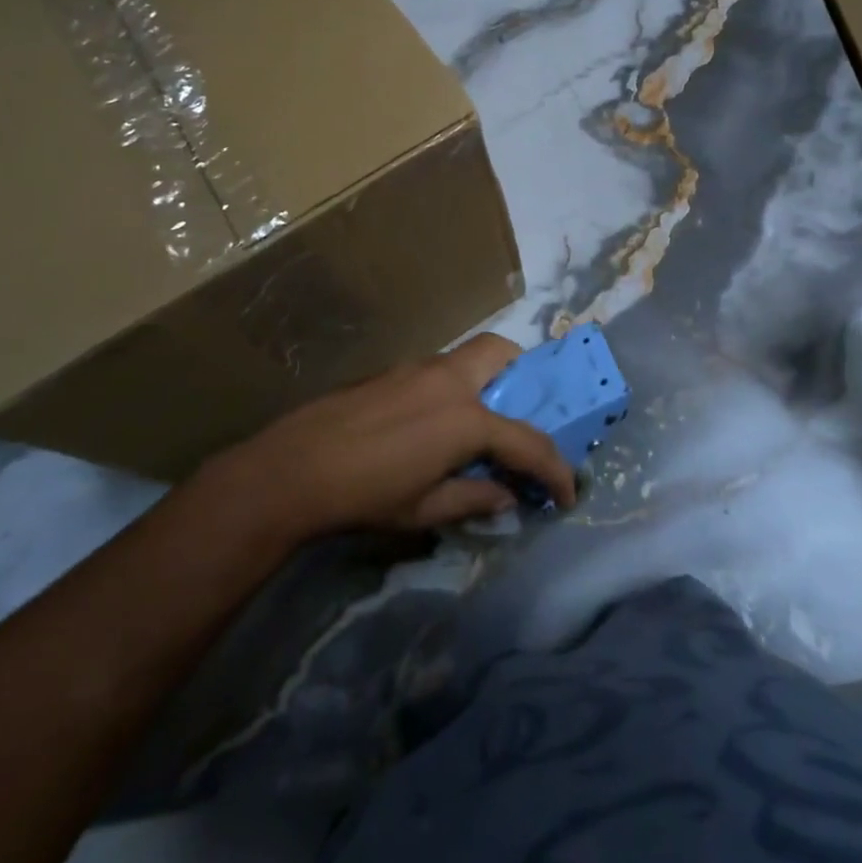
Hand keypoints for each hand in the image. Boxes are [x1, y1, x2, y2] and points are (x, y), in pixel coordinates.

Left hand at [219, 333, 576, 541]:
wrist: (293, 468)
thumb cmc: (365, 495)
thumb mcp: (424, 509)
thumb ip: (474, 499)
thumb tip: (508, 497)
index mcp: (466, 418)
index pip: (528, 440)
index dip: (555, 468)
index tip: (567, 492)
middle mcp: (449, 380)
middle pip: (502, 352)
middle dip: (524, 375)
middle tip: (522, 411)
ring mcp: (418, 368)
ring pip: (468, 355)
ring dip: (487, 378)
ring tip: (477, 422)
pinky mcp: (393, 370)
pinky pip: (439, 368)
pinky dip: (455, 386)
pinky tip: (432, 423)